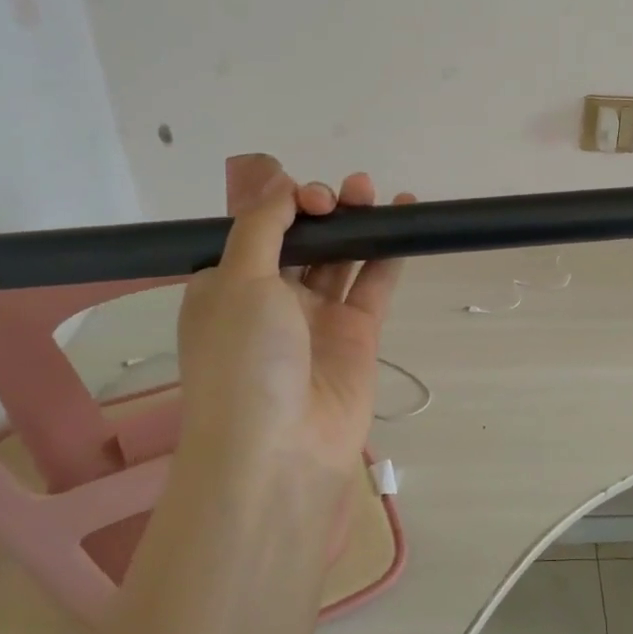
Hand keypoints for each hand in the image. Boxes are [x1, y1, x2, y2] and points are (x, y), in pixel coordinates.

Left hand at [173, 155, 414, 521]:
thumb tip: (279, 184)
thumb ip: (263, 227)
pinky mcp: (358, 335)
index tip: (310, 199)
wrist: (279, 449)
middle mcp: (271, 299)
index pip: (259, 230)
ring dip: (357, 224)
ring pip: (341, 258)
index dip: (285, 204)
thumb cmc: (244, 359)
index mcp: (228, 285)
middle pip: (304, 240)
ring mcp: (317, 318)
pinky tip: (404, 220)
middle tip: (350, 192)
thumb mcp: (237, 281)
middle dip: (325, 209)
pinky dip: (388, 254)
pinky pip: (373, 285)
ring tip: (376, 192)